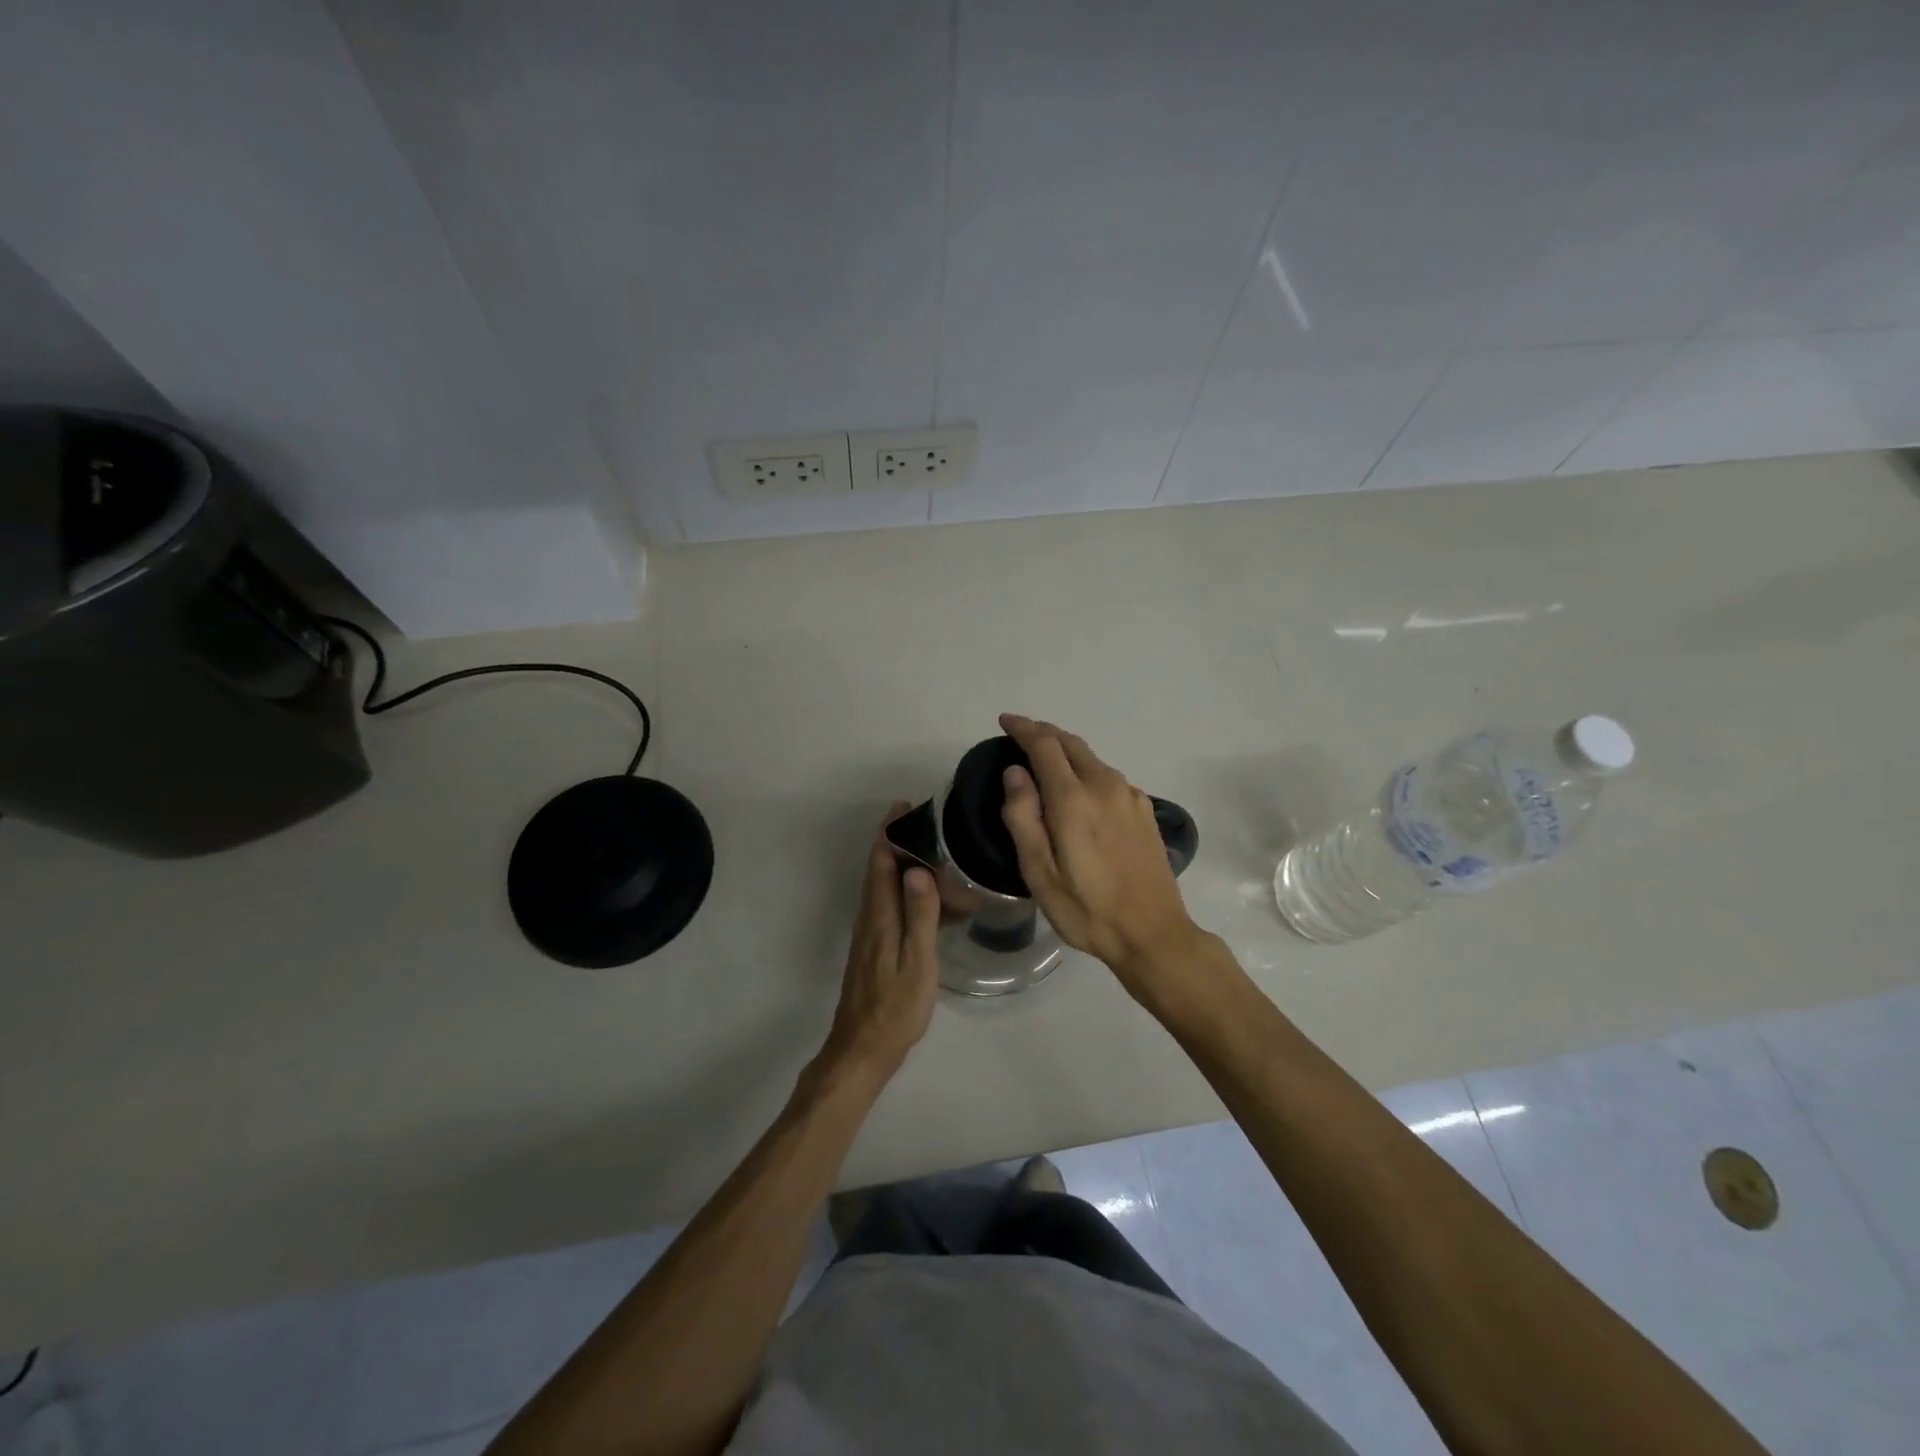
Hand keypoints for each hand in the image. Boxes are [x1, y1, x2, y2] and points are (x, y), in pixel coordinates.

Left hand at [816, 804, 941, 1083]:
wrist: (864, 1047)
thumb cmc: (896, 1006)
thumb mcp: (917, 961)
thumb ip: (919, 915)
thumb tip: (918, 869)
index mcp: (880, 916)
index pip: (881, 863)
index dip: (890, 833)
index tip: (903, 807)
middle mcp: (870, 917)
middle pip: (878, 869)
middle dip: (895, 841)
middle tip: (924, 822)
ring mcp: (870, 933)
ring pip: (882, 886)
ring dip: (899, 863)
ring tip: (930, 850)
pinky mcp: (875, 946)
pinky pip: (889, 904)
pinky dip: (904, 889)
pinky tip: (926, 897)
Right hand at [998, 714, 1202, 992]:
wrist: (1154, 934)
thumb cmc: (1087, 909)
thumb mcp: (1039, 873)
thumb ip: (1023, 817)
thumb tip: (1015, 773)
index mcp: (1074, 799)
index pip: (1045, 745)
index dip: (1023, 728)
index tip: (1005, 721)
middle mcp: (1105, 786)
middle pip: (1071, 743)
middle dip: (1044, 733)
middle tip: (1020, 734)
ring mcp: (1130, 797)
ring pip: (1092, 759)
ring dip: (1066, 751)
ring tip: (1044, 761)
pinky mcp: (1145, 811)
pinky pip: (1108, 777)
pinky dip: (1086, 770)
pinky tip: (1079, 789)